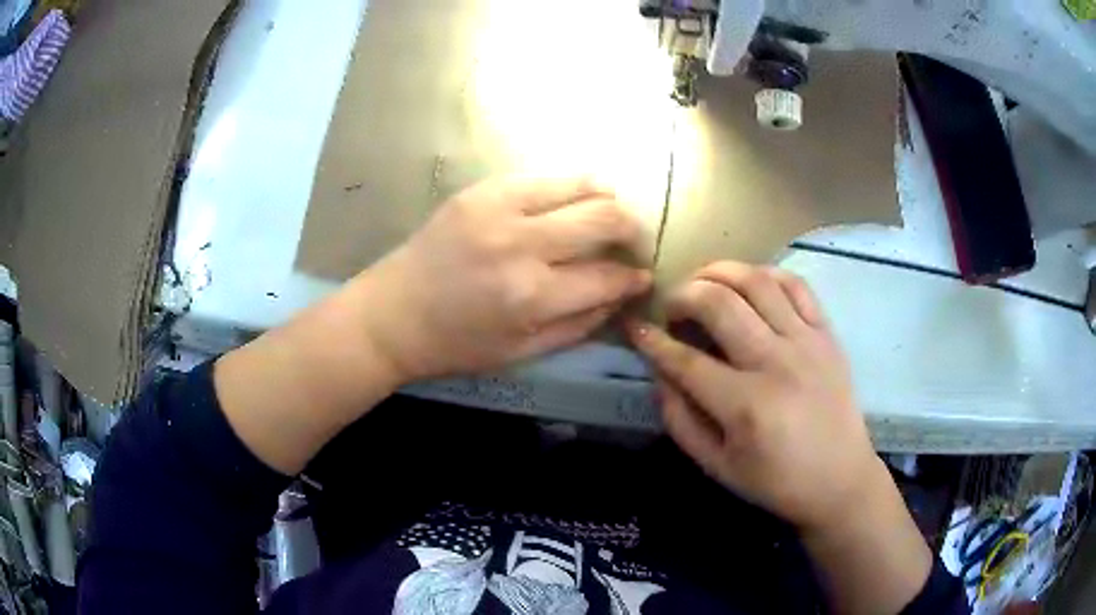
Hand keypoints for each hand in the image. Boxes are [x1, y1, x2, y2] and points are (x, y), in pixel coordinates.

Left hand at [362, 176, 651, 382]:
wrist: (393, 314)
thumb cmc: (457, 344)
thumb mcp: (523, 352)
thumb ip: (580, 324)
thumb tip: (623, 296)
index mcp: (531, 295)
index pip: (607, 277)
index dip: (634, 278)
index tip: (642, 277)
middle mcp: (521, 244)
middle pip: (604, 218)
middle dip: (633, 230)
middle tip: (634, 241)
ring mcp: (499, 208)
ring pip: (581, 185)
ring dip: (608, 200)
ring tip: (610, 214)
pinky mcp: (481, 189)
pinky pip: (544, 177)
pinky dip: (571, 187)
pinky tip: (574, 200)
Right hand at [627, 261, 883, 532]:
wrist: (840, 480)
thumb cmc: (776, 481)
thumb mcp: (716, 466)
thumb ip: (680, 421)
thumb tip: (660, 374)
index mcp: (746, 406)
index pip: (685, 360)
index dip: (652, 341)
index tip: (634, 327)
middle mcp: (776, 363)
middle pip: (718, 303)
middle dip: (682, 295)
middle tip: (671, 307)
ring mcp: (806, 342)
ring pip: (756, 282)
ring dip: (719, 272)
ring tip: (703, 283)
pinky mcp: (827, 334)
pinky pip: (796, 285)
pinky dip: (766, 274)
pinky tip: (749, 284)